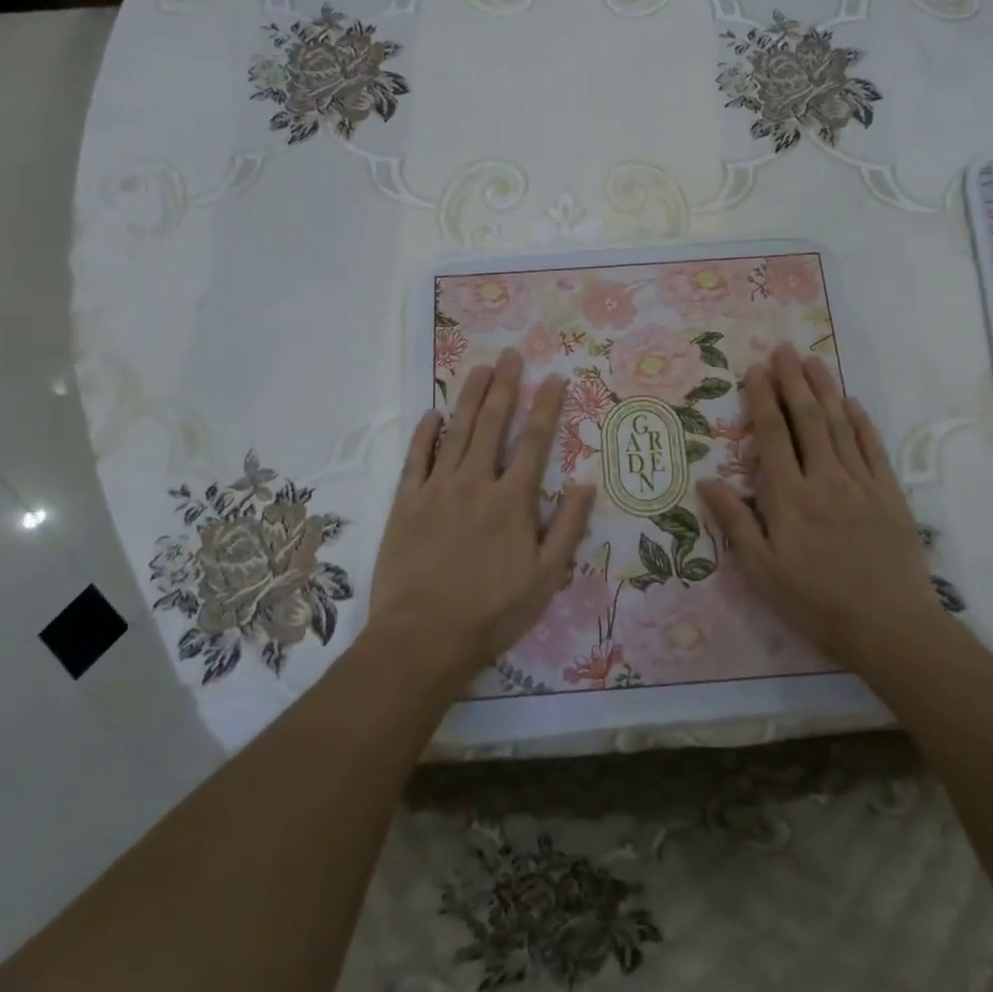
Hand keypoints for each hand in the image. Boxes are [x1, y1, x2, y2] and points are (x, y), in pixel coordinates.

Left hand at [369, 349, 596, 685]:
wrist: (424, 636)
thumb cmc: (493, 611)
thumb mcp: (546, 577)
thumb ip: (568, 528)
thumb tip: (587, 484)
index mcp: (513, 500)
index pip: (535, 442)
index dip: (546, 406)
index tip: (554, 377)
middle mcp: (476, 483)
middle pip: (492, 424)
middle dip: (504, 386)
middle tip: (510, 354)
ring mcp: (437, 489)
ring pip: (455, 432)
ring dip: (468, 397)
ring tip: (478, 368)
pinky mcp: (405, 503)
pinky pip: (415, 459)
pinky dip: (424, 434)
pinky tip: (431, 413)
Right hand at [698, 344, 945, 677]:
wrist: (890, 627)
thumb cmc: (816, 603)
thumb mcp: (762, 572)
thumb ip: (735, 523)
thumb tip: (706, 481)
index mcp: (789, 497)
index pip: (772, 435)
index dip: (762, 399)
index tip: (756, 370)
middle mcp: (824, 479)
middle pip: (807, 419)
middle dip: (793, 381)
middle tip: (783, 349)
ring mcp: (860, 484)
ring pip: (839, 425)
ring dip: (825, 390)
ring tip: (813, 361)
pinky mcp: (889, 495)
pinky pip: (872, 448)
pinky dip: (861, 422)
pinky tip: (852, 403)